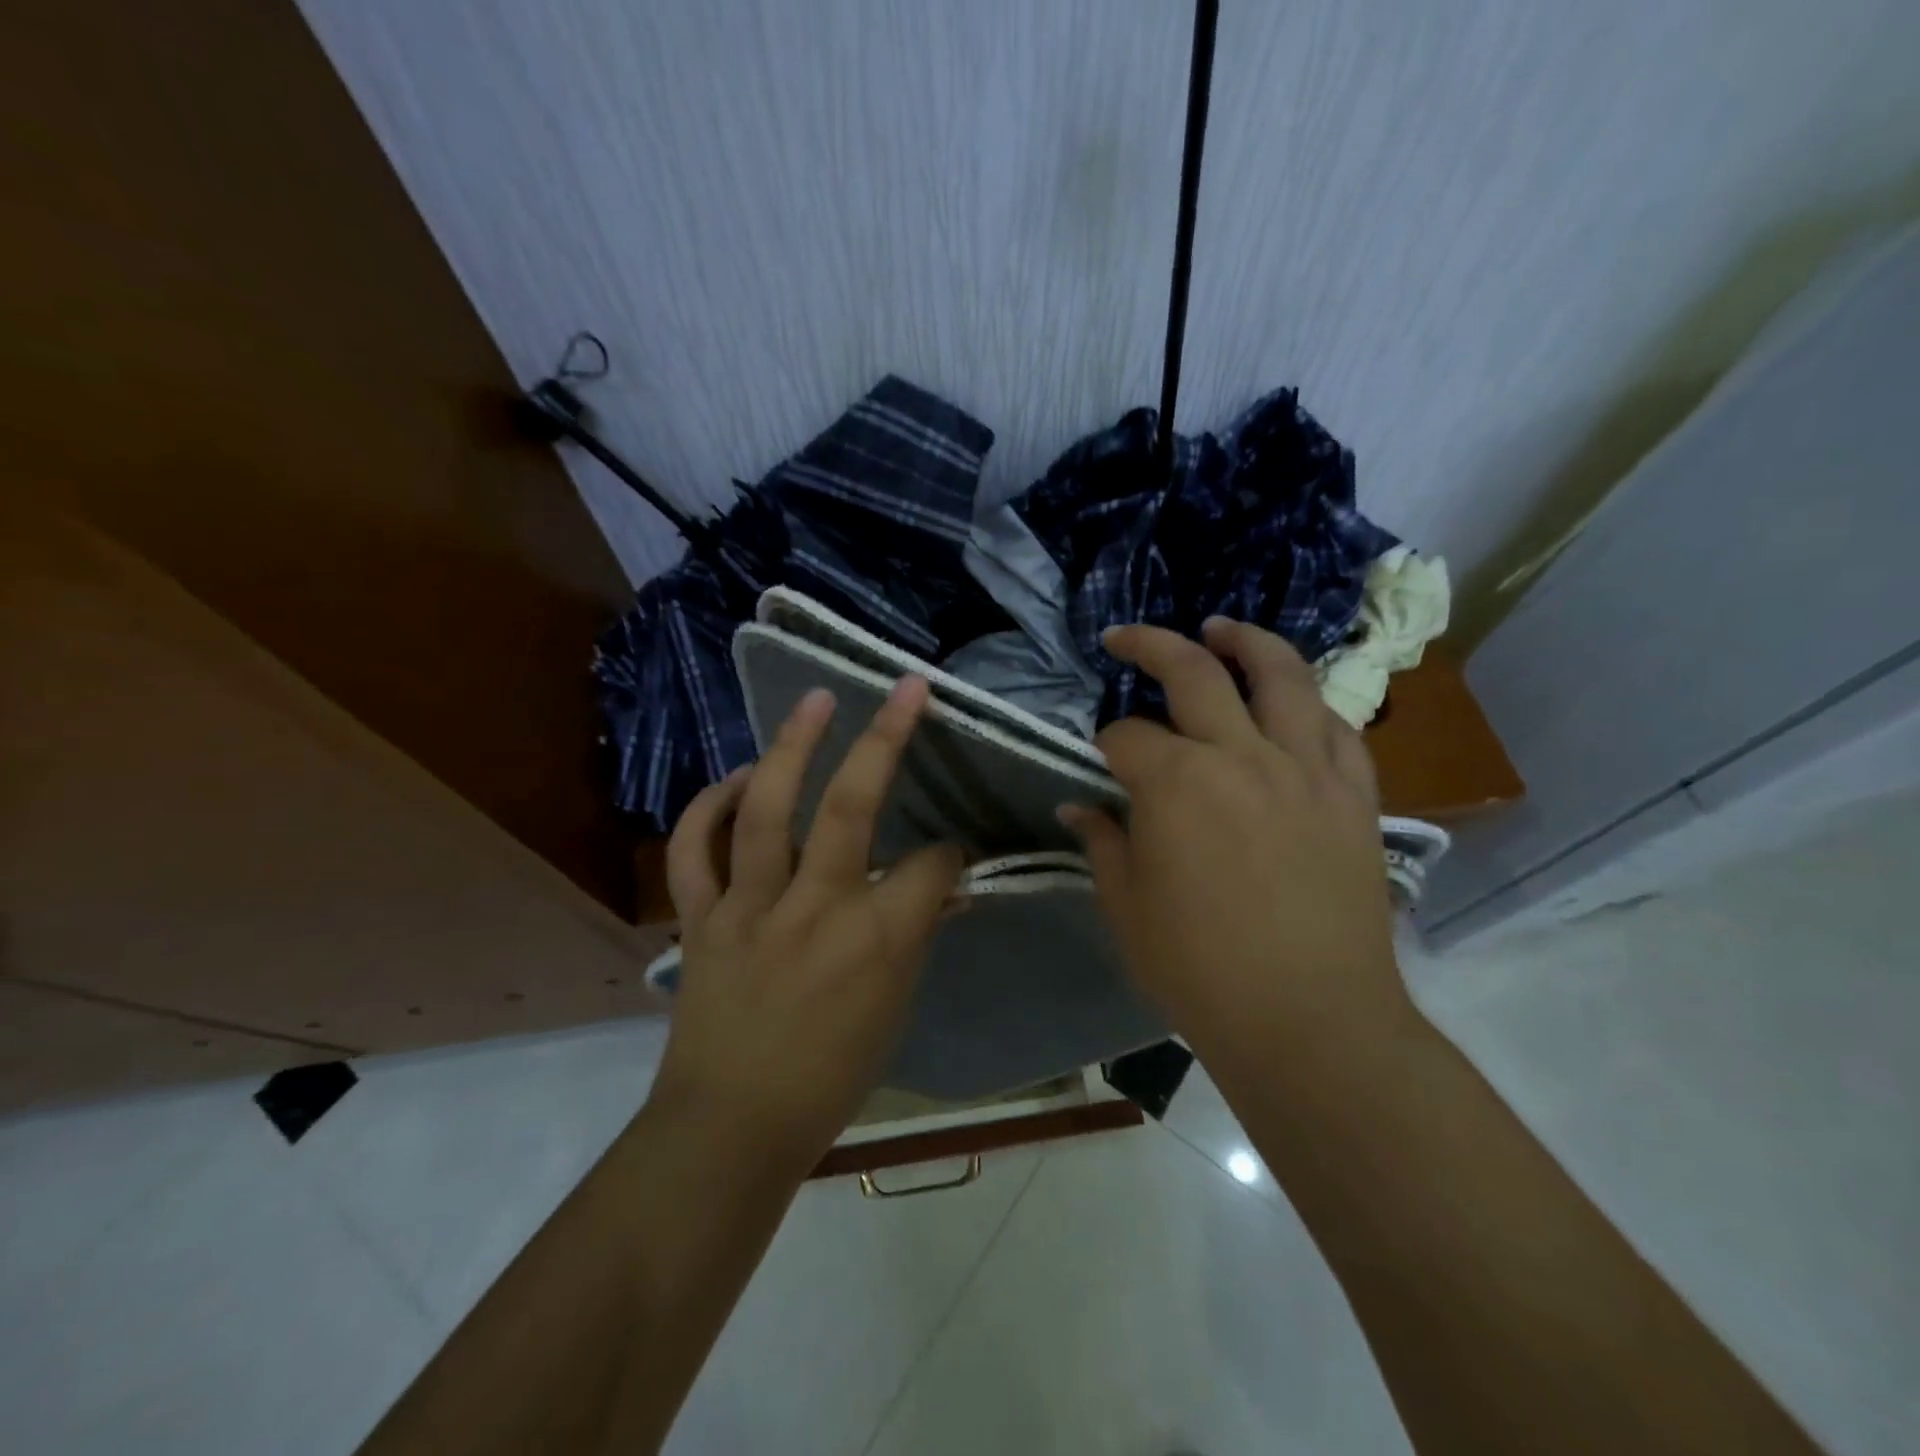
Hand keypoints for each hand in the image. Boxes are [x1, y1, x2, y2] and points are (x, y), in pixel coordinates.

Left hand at [650, 677, 964, 1167]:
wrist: (731, 1126)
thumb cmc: (830, 1076)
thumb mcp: (895, 1008)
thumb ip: (916, 935)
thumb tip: (941, 888)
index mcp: (877, 939)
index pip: (932, 864)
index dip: (950, 852)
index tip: (951, 853)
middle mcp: (815, 908)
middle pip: (852, 807)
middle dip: (885, 739)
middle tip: (904, 690)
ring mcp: (750, 907)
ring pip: (767, 810)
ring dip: (792, 746)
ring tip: (815, 701)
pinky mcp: (702, 918)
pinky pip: (696, 850)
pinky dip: (711, 807)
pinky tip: (736, 778)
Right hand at [1063, 619, 1407, 1067]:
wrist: (1309, 1021)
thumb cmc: (1200, 969)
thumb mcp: (1126, 907)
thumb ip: (1102, 843)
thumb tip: (1078, 808)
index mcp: (1175, 783)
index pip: (1126, 736)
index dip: (1105, 745)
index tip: (1100, 763)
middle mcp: (1241, 755)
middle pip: (1194, 673)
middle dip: (1151, 646)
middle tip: (1127, 637)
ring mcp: (1306, 769)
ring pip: (1281, 676)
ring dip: (1246, 642)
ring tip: (1222, 627)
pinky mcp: (1354, 795)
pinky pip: (1337, 728)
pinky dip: (1310, 704)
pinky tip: (1293, 703)